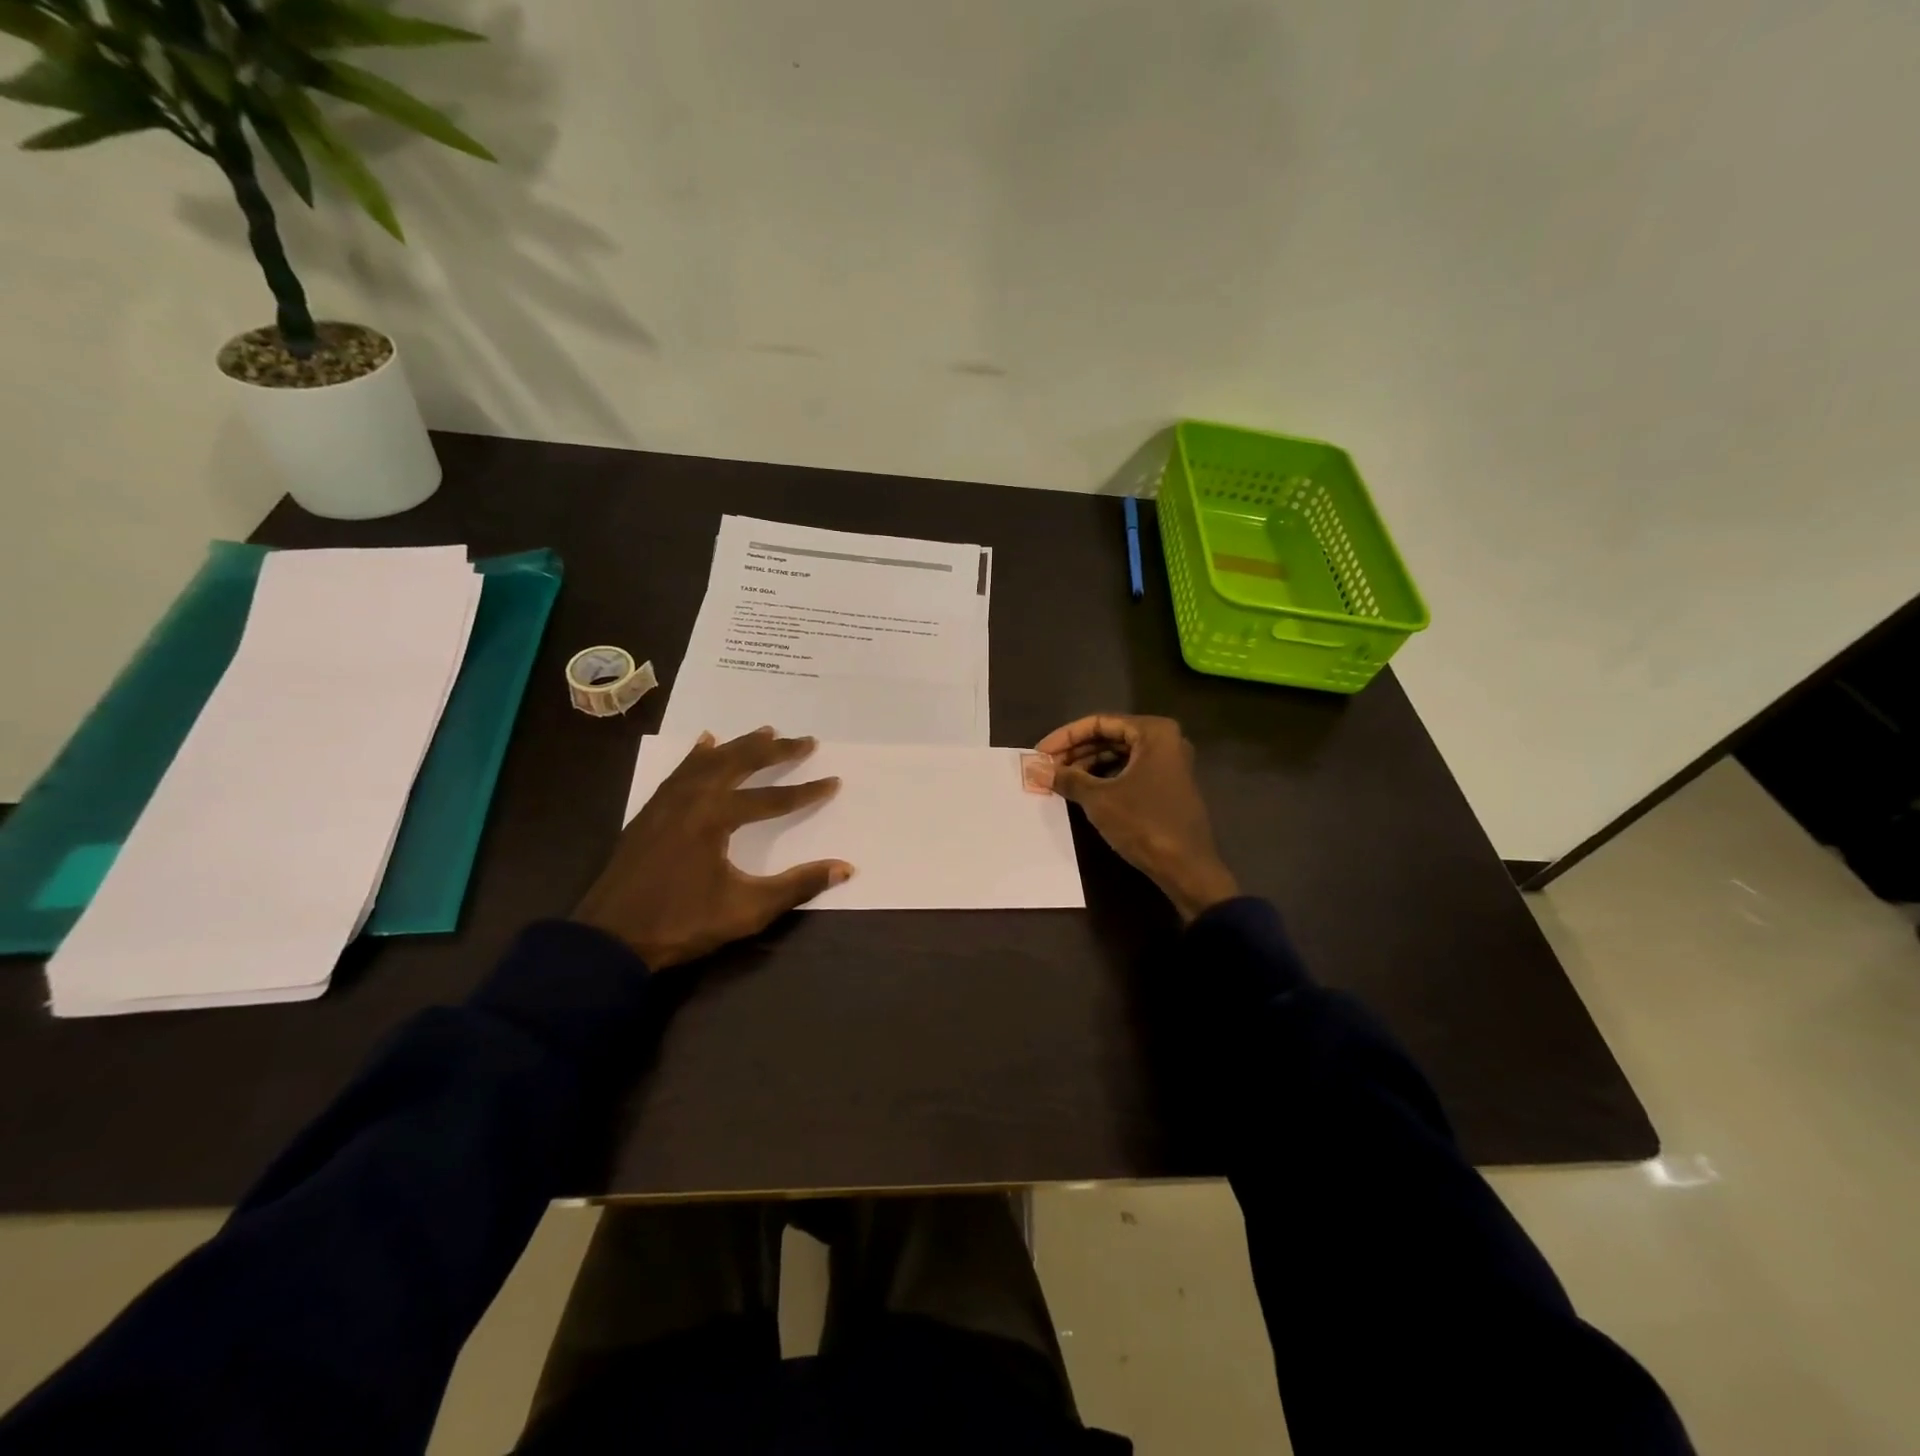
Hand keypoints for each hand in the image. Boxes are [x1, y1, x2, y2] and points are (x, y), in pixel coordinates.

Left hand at [573, 727, 852, 968]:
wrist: (609, 940)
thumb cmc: (682, 923)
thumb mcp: (747, 909)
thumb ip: (798, 885)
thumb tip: (846, 868)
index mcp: (715, 817)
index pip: (772, 798)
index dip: (806, 792)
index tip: (834, 781)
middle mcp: (692, 798)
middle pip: (740, 764)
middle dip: (776, 752)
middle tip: (806, 741)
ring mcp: (667, 802)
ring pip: (709, 761)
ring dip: (740, 746)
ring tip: (766, 731)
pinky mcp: (650, 812)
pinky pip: (680, 771)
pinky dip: (698, 754)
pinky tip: (706, 742)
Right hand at [1036, 714, 1238, 922]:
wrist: (1187, 868)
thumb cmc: (1144, 823)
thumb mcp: (1099, 799)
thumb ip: (1067, 778)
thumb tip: (1034, 769)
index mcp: (1153, 732)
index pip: (1099, 723)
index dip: (1065, 737)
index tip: (1039, 753)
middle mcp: (1165, 741)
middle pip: (1109, 737)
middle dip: (1075, 751)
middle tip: (1046, 767)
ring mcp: (1168, 764)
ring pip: (1119, 755)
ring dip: (1087, 765)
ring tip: (1059, 780)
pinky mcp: (1167, 786)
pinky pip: (1129, 771)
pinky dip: (1105, 777)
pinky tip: (1082, 790)